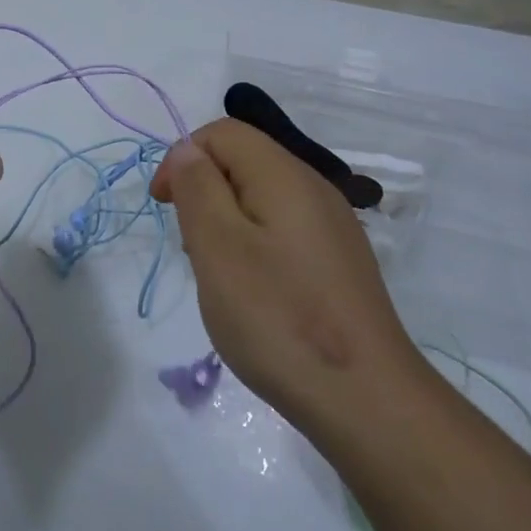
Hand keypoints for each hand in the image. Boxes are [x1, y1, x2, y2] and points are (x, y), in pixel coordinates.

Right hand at [150, 119, 420, 429]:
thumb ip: (197, 187)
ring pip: (262, 197)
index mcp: (284, 174)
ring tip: (219, 275)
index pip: (223, 132)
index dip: (183, 157)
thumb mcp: (218, 246)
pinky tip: (255, 293)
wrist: (366, 398)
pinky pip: (283, 229)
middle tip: (192, 248)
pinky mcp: (339, 261)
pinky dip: (254, 245)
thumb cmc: (278, 317)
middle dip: (204, 191)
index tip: (164, 207)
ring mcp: (333, 226)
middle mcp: (314, 188)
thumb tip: (188, 151)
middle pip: (244, 160)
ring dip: (227, 221)